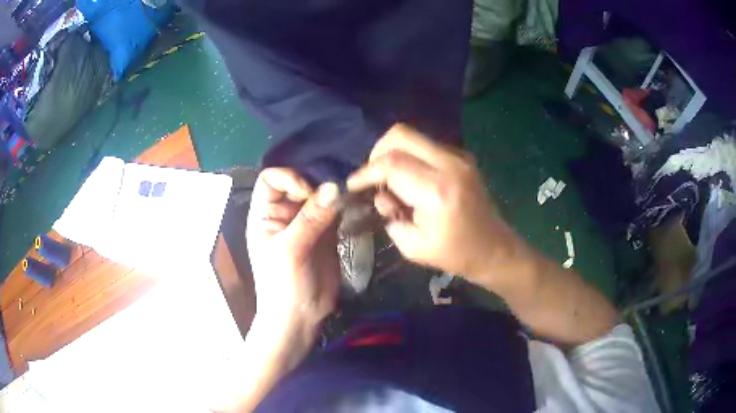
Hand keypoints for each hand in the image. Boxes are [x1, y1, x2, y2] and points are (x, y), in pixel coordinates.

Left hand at [246, 168, 339, 338]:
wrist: (300, 318)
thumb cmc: (283, 286)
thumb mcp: (290, 251)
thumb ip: (311, 218)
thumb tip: (334, 186)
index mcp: (264, 215)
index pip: (271, 179)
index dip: (289, 178)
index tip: (308, 193)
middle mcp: (284, 214)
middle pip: (298, 183)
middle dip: (316, 182)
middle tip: (338, 190)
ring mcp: (306, 223)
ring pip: (319, 196)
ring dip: (333, 193)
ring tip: (350, 193)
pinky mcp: (325, 234)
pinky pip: (334, 212)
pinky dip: (344, 206)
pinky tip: (354, 205)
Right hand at [347, 124, 517, 281]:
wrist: (494, 248)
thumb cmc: (455, 254)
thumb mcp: (413, 246)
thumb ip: (390, 216)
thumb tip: (380, 195)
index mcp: (438, 191)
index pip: (391, 164)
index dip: (366, 172)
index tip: (353, 186)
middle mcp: (450, 164)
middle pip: (400, 135)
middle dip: (377, 153)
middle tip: (372, 178)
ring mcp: (459, 156)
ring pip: (412, 136)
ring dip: (393, 154)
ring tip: (391, 182)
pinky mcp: (462, 156)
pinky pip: (425, 144)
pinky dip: (409, 156)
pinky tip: (410, 180)